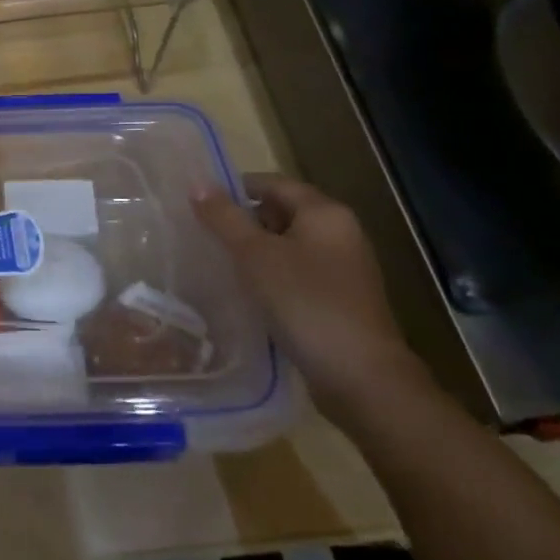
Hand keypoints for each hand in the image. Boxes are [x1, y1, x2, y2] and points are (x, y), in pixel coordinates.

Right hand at [193, 175, 430, 427]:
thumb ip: (225, 218)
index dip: (236, 187)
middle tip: (204, 233)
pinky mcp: (340, 300)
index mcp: (326, 213)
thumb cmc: (305, 302)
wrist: (361, 376)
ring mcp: (344, 269)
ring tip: (218, 262)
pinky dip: (272, 276)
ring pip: (289, 246)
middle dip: (244, 220)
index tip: (200, 202)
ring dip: (256, 251)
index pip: (274, 183)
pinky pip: (298, 274)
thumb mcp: (255, 255)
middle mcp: (341, 233)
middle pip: (283, 212)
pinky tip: (247, 293)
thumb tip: (198, 184)